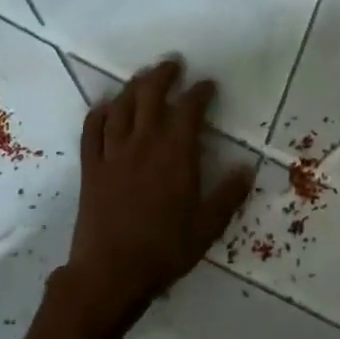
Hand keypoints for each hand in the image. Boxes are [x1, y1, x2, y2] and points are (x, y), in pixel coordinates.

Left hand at [58, 57, 254, 338]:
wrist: (110, 274)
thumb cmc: (165, 250)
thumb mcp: (208, 226)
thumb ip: (229, 194)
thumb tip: (248, 168)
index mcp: (176, 154)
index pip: (189, 109)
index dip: (200, 92)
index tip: (208, 84)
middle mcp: (144, 144)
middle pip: (150, 96)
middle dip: (163, 75)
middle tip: (173, 63)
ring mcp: (113, 154)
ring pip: (121, 107)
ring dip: (133, 87)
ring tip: (143, 76)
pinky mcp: (91, 169)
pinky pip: (91, 132)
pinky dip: (98, 114)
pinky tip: (105, 106)